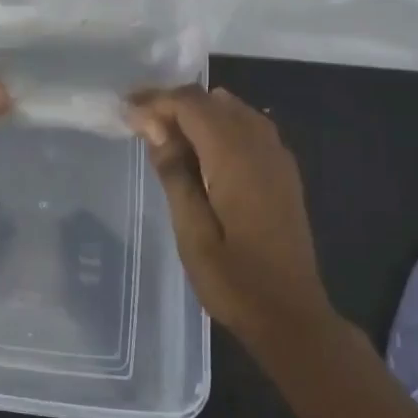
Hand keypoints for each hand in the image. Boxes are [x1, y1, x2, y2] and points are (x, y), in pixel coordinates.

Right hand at [125, 86, 330, 344]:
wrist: (292, 317)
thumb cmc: (234, 280)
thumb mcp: (191, 231)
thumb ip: (174, 172)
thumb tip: (154, 125)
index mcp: (236, 157)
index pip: (191, 104)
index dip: (156, 100)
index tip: (124, 110)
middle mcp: (261, 146)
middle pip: (213, 100)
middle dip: (173, 102)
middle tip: (138, 120)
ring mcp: (277, 157)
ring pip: (233, 109)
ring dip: (197, 112)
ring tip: (163, 133)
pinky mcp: (283, 171)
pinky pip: (248, 127)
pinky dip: (219, 125)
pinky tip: (200, 151)